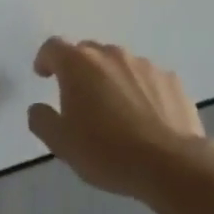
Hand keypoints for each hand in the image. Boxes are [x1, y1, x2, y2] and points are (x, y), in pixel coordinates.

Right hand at [27, 38, 213, 197]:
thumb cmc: (107, 151)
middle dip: (79, 69)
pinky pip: (148, 79)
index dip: (45, 59)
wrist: (174, 167)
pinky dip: (141, 90)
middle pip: (87, 52)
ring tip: (116, 108)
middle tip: (79, 96)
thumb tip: (39, 108)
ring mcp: (145, 66)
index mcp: (77, 63)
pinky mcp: (173, 82)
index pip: (53, 47)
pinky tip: (145, 116)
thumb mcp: (60, 143)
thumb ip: (41, 119)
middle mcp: (110, 55)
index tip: (44, 76)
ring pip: (119, 64)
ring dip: (111, 78)